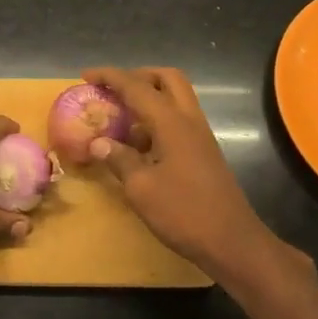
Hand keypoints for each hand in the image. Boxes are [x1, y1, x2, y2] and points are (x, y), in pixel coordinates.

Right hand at [82, 66, 312, 288]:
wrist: (232, 242)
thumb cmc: (184, 213)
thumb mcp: (141, 188)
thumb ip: (119, 159)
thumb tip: (98, 142)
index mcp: (172, 123)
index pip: (137, 87)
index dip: (110, 77)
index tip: (86, 76)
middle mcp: (189, 121)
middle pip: (167, 79)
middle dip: (137, 77)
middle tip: (113, 90)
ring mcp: (200, 136)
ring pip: (175, 99)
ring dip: (148, 99)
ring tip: (120, 120)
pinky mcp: (203, 153)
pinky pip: (178, 121)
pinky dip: (156, 121)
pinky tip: (138, 147)